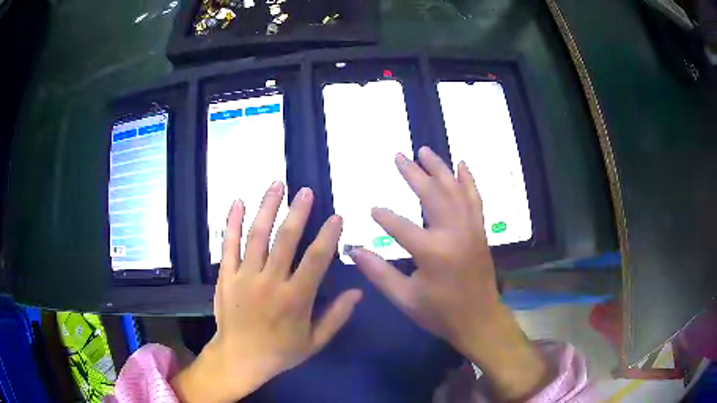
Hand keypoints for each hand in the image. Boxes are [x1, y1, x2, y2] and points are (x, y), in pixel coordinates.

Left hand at [172, 182, 362, 402]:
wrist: (239, 359)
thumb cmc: (280, 351)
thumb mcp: (314, 342)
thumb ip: (336, 317)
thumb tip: (358, 292)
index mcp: (295, 299)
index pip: (316, 260)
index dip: (328, 236)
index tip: (336, 216)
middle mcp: (270, 282)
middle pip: (285, 240)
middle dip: (297, 212)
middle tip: (305, 191)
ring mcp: (244, 277)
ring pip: (257, 236)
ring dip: (267, 208)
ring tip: (276, 185)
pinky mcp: (226, 276)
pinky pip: (228, 245)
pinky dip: (232, 222)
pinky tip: (238, 202)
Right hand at [349, 147, 549, 400]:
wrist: (480, 320)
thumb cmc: (441, 313)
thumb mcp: (405, 299)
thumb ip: (378, 273)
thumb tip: (353, 250)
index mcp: (432, 252)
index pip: (400, 226)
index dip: (383, 217)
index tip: (371, 208)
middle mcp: (454, 233)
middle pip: (431, 194)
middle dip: (413, 173)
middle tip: (398, 155)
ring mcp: (471, 229)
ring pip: (454, 190)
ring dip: (439, 168)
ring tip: (425, 150)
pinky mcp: (480, 230)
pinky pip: (475, 199)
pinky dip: (468, 180)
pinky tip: (461, 164)